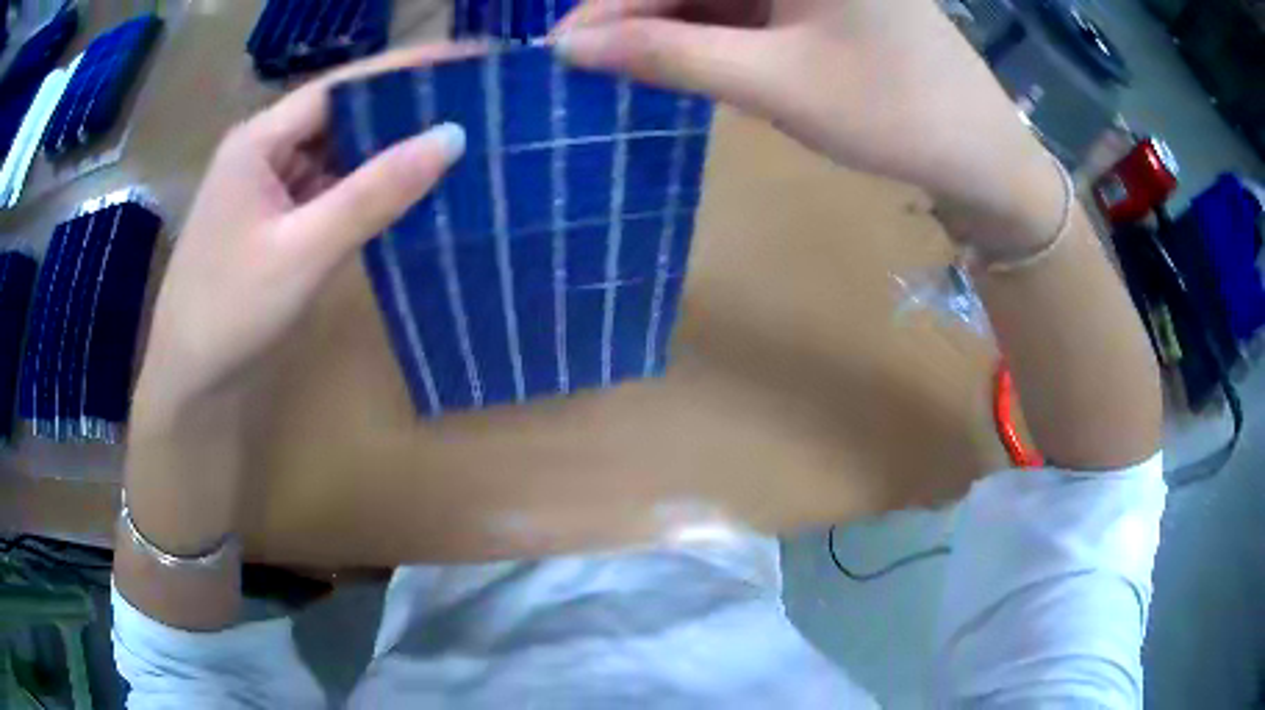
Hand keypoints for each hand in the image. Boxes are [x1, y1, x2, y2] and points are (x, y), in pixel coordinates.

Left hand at [133, 44, 476, 430]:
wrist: (190, 383)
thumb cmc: (231, 311)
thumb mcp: (304, 250)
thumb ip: (375, 192)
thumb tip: (452, 137)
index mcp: (260, 139)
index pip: (342, 85)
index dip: (405, 68)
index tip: (469, 60)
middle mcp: (265, 150)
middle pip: (341, 113)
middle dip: (401, 107)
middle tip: (472, 101)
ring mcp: (270, 187)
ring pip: (337, 153)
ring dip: (386, 149)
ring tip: (452, 140)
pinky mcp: (277, 220)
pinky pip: (329, 189)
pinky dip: (365, 188)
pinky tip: (405, 190)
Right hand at [557, 0, 1065, 257]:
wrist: (980, 154)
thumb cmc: (893, 114)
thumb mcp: (774, 83)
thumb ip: (669, 55)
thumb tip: (573, 48)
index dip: (612, 4)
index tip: (563, 49)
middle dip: (639, 14)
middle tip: (589, 64)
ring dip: (671, 23)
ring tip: (630, 68)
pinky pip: (744, 3)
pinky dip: (710, 28)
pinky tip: (684, 56)